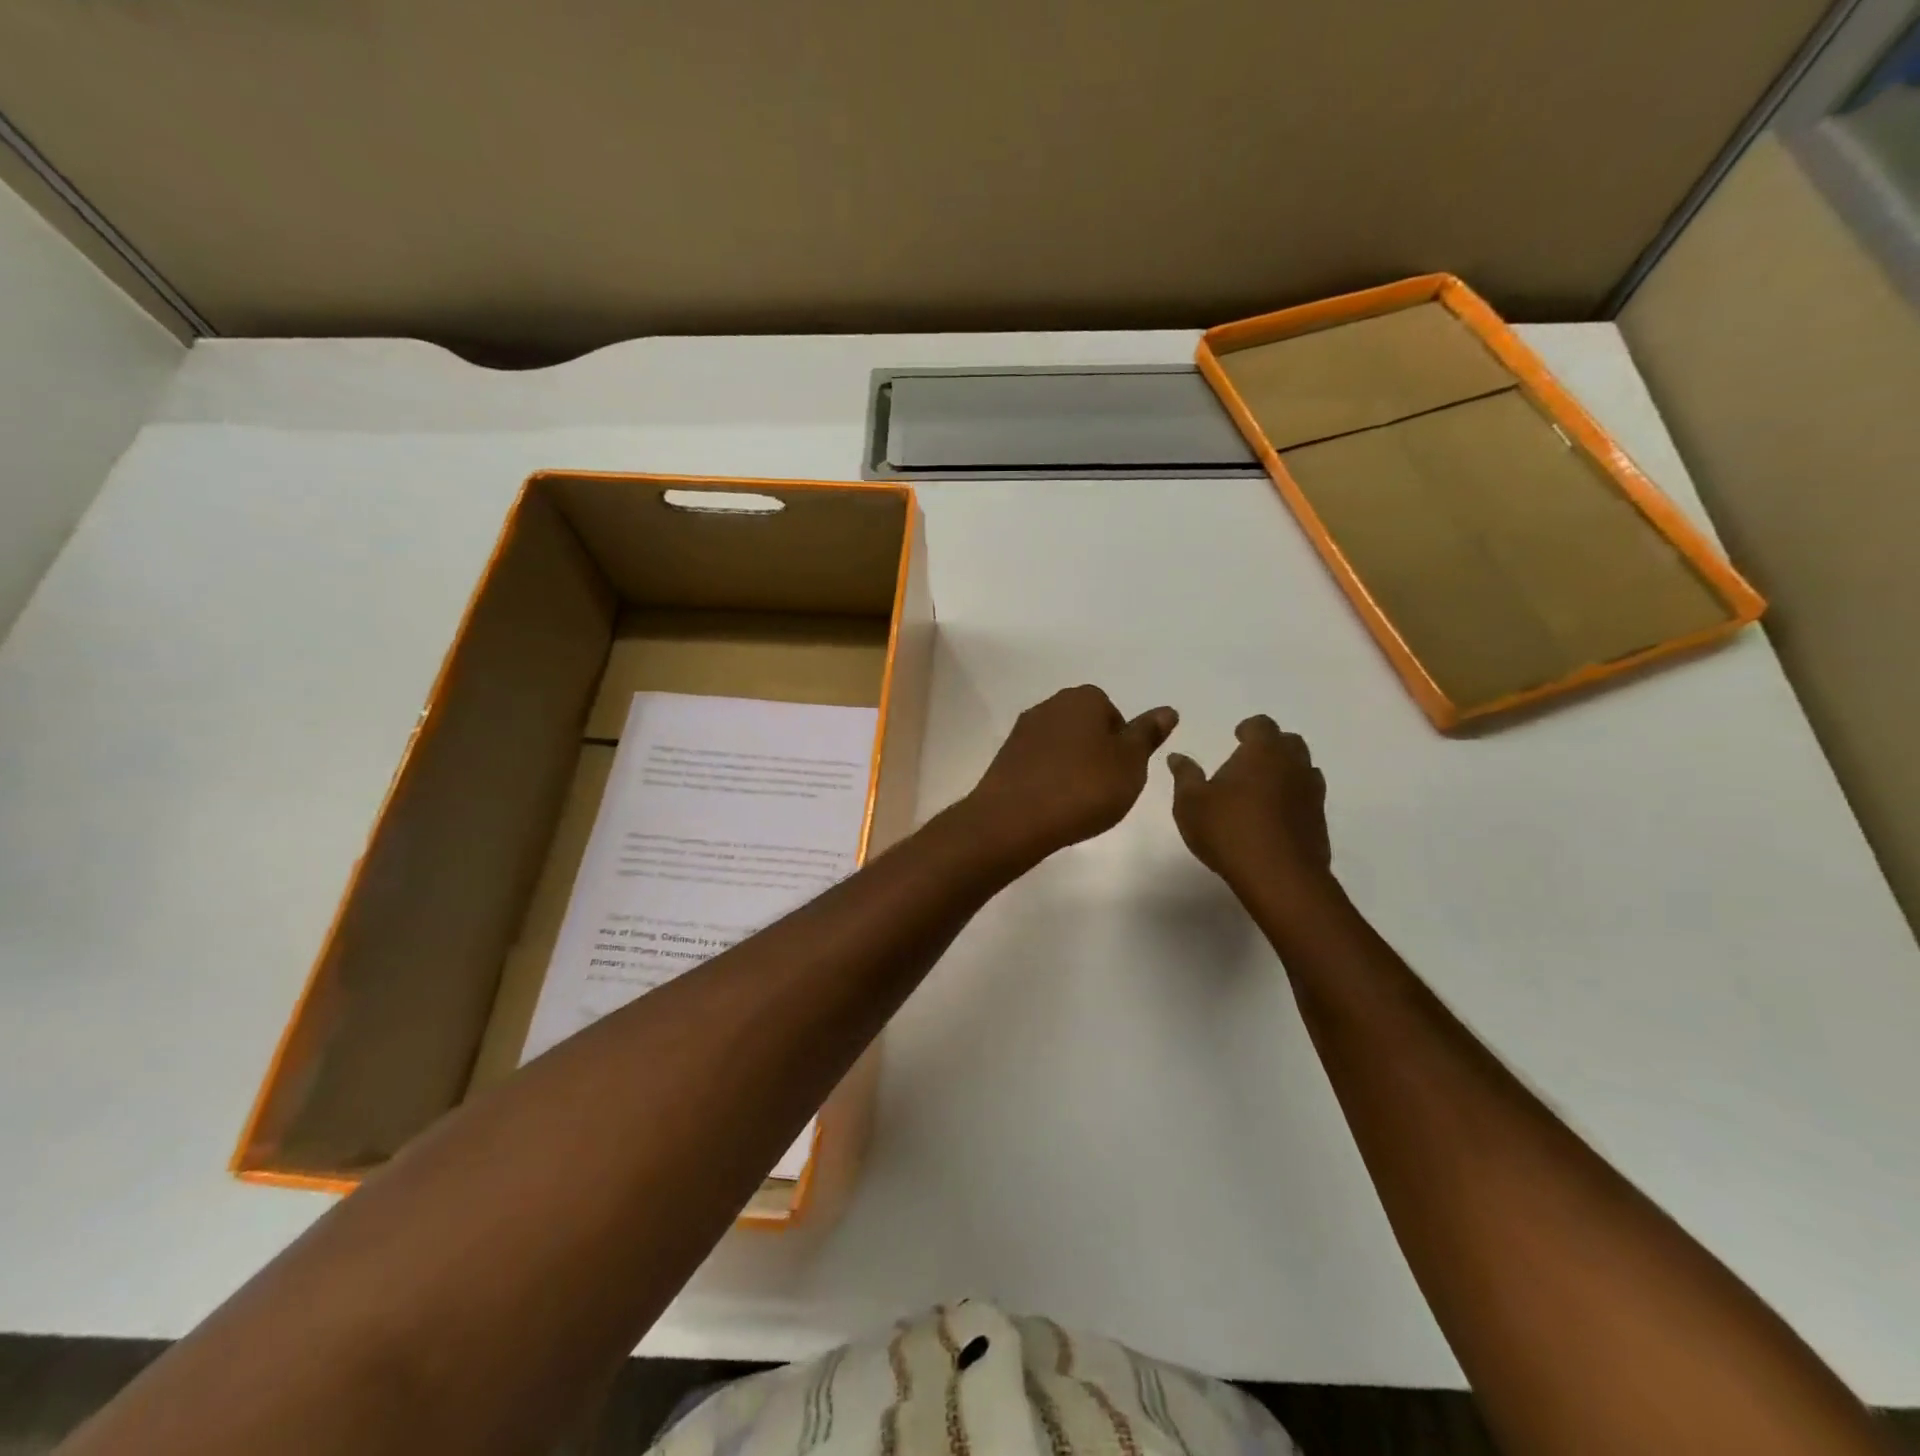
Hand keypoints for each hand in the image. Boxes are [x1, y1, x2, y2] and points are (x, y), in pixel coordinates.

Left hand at [964, 685, 1178, 863]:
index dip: (1121, 744)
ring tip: (1077, 801)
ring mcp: (1023, 731)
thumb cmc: (1083, 788)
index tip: (1122, 773)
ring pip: (1060, 746)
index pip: (1112, 713)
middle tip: (1104, 789)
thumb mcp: (1131, 763)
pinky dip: (1048, 779)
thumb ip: (1147, 735)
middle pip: (1084, 727)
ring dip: (1071, 767)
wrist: (1014, 819)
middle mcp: (1050, 706)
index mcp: (1083, 699)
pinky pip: (1038, 764)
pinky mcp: (1005, 758)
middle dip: (1096, 754)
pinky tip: (1052, 805)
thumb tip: (1167, 710)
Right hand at [1168, 715, 1333, 896]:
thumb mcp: (1191, 803)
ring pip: (1304, 770)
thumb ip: (1185, 776)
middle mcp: (1293, 765)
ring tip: (1261, 790)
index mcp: (1263, 752)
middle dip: (1271, 747)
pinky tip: (1273, 818)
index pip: (1262, 725)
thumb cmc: (1228, 830)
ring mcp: (1312, 794)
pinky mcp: (1319, 822)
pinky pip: (1308, 799)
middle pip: (1289, 742)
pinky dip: (1293, 800)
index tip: (1237, 737)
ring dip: (1285, 772)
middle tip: (1248, 762)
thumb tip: (1177, 757)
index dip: (1249, 728)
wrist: (1278, 876)